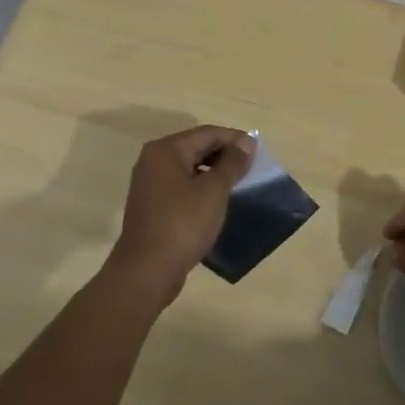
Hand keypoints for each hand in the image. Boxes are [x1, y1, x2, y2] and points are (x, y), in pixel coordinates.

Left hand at [106, 125, 254, 300]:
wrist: (146, 271)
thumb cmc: (182, 225)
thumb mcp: (213, 192)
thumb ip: (231, 164)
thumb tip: (246, 142)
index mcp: (166, 150)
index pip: (207, 133)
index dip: (234, 139)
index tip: (258, 151)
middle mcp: (153, 160)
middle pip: (195, 147)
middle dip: (224, 154)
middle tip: (251, 167)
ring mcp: (150, 183)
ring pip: (188, 167)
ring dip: (213, 171)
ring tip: (238, 183)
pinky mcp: (152, 204)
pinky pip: (181, 185)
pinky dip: (200, 186)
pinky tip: (216, 200)